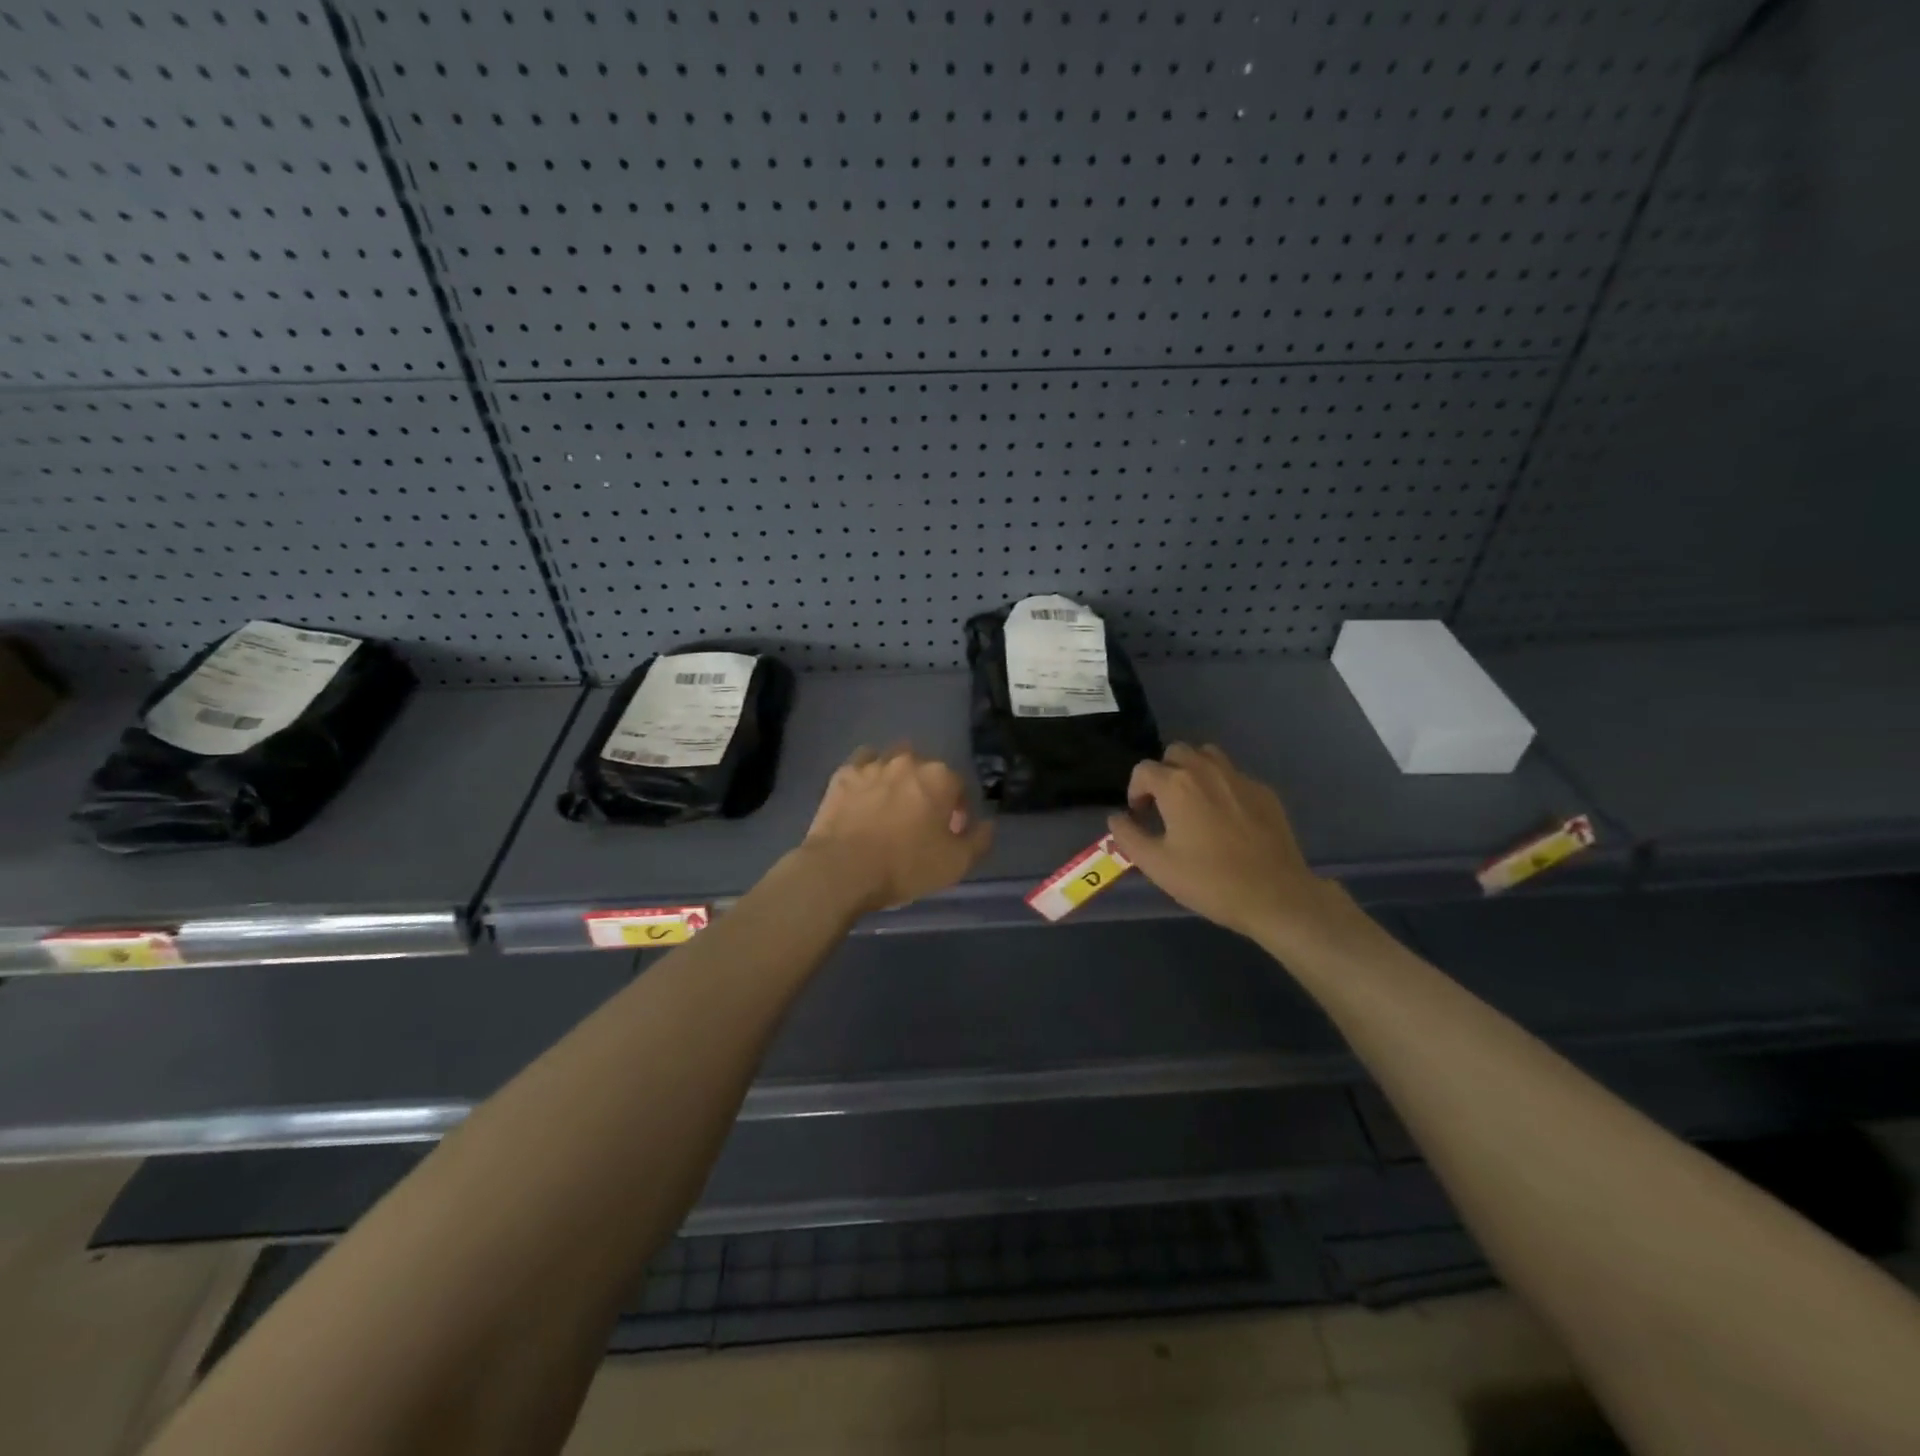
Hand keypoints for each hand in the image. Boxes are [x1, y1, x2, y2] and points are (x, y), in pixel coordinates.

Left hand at [800, 743, 993, 913]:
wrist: (842, 869)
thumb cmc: (905, 866)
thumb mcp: (956, 864)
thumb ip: (979, 840)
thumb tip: (988, 824)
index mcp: (940, 778)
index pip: (959, 786)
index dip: (958, 810)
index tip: (950, 833)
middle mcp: (908, 762)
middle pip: (926, 770)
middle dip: (927, 790)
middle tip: (920, 821)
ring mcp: (873, 765)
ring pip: (893, 761)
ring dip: (897, 777)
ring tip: (891, 805)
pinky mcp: (843, 775)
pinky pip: (862, 764)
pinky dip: (867, 774)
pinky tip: (864, 794)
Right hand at [1105, 743, 1355, 950]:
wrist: (1276, 896)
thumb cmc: (1210, 881)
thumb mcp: (1156, 865)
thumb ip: (1128, 836)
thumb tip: (1117, 818)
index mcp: (1177, 785)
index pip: (1143, 770)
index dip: (1135, 791)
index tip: (1140, 816)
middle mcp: (1207, 771)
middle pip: (1176, 752)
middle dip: (1164, 773)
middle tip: (1164, 806)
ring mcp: (1240, 778)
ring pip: (1208, 756)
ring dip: (1193, 771)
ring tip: (1193, 803)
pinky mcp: (1265, 792)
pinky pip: (1234, 775)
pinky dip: (1222, 786)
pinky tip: (1227, 819)